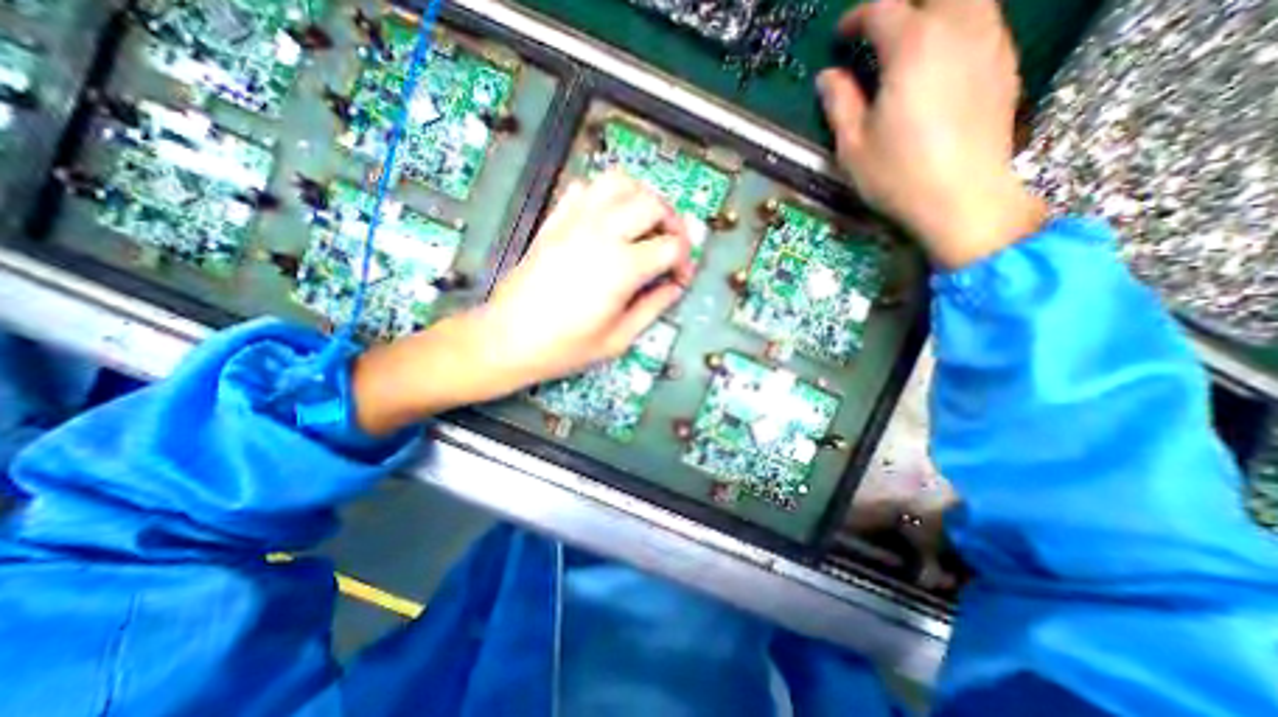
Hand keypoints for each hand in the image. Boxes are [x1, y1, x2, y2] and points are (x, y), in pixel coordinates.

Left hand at [347, 174, 689, 435]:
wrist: (509, 338)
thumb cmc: (565, 347)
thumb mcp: (619, 339)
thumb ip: (653, 307)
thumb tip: (675, 287)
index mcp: (623, 267)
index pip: (672, 246)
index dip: (685, 261)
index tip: (679, 278)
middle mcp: (602, 234)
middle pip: (653, 204)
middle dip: (673, 222)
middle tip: (670, 247)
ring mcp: (575, 222)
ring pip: (620, 183)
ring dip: (642, 198)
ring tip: (645, 224)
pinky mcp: (555, 221)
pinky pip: (585, 188)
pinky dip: (605, 195)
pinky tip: (608, 218)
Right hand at [818, 0, 1046, 266]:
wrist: (962, 198)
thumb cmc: (898, 175)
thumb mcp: (853, 146)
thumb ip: (840, 104)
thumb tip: (827, 77)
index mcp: (913, 47)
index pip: (883, 9)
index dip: (857, 18)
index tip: (840, 37)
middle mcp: (959, 28)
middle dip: (903, 5)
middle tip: (878, 31)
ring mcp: (990, 42)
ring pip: (967, 0)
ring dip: (935, 12)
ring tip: (909, 42)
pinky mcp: (1006, 64)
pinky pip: (984, 22)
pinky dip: (958, 27)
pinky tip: (941, 61)